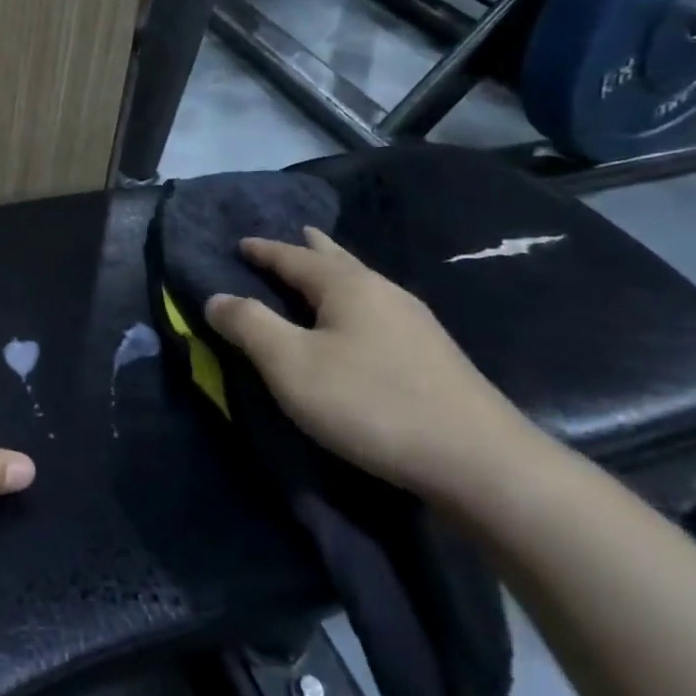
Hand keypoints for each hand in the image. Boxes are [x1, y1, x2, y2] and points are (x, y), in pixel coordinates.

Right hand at [203, 228, 535, 502]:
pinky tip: (360, 322)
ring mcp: (415, 323)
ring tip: (323, 271)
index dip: (263, 250)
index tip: (240, 243)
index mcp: (347, 285)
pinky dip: (355, 302)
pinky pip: (378, 309)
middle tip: (296, 234)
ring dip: (336, 274)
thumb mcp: (291, 364)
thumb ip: (249, 325)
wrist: (480, 461)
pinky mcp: (433, 355)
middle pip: (338, 260)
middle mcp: (383, 292)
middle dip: (311, 249)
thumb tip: (215, 298)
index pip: (293, 257)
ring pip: (363, 284)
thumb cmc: (370, 402)